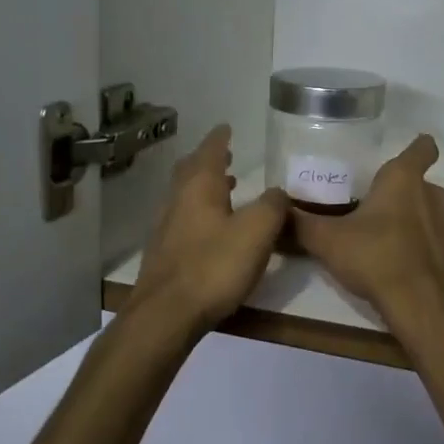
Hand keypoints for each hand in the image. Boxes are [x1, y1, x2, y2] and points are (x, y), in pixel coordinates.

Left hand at [129, 125, 289, 332]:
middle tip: (226, 156)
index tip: (226, 127)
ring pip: (185, 196)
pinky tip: (213, 230)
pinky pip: (183, 220)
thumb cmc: (214, 266)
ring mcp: (166, 228)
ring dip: (204, 188)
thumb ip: (272, 206)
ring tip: (226, 190)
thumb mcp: (257, 232)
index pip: (210, 151)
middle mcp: (178, 201)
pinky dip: (200, 213)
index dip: (220, 139)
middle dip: (208, 161)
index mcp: (199, 187)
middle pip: (190, 171)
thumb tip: (279, 192)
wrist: (166, 315)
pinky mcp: (164, 255)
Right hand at [291, 135, 443, 323]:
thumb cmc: (376, 258)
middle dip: (401, 193)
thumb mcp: (327, 241)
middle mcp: (433, 194)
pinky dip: (424, 246)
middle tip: (373, 209)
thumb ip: (301, 223)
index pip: (422, 148)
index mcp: (404, 179)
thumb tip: (278, 210)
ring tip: (387, 238)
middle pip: (420, 184)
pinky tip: (403, 264)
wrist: (423, 305)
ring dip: (415, 220)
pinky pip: (438, 240)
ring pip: (432, 212)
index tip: (403, 156)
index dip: (418, 148)